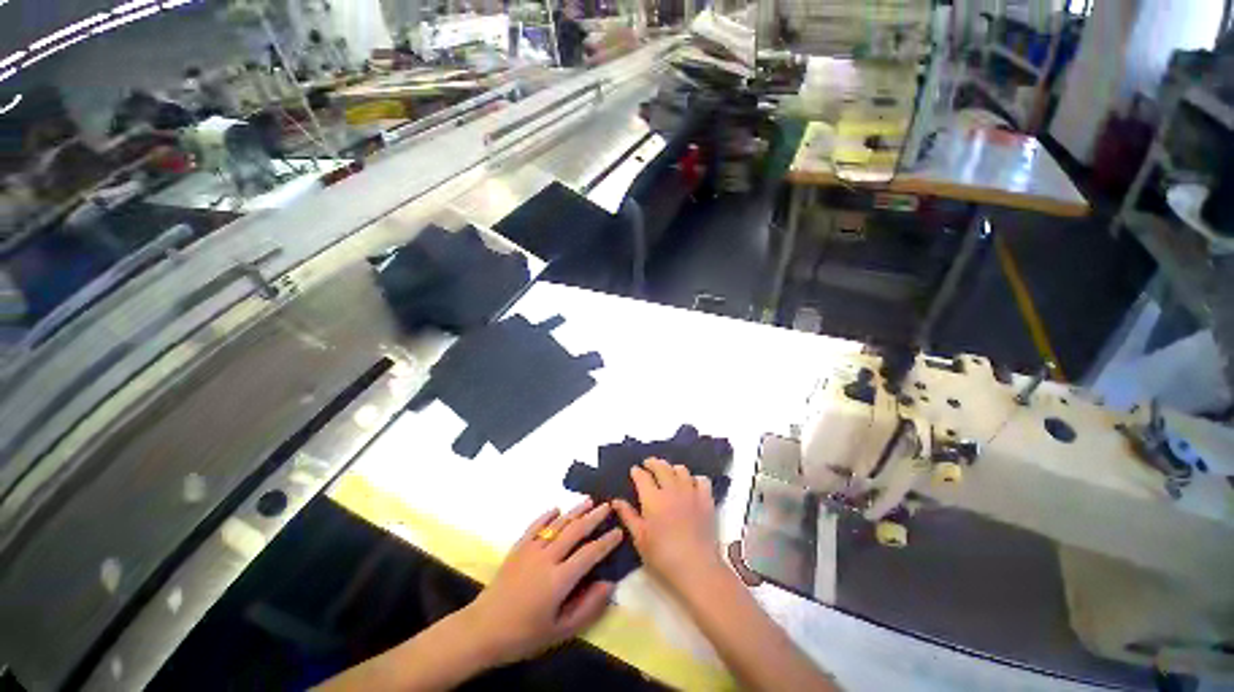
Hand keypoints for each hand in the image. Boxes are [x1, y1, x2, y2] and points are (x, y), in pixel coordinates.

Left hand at [460, 499, 623, 665]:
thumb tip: (608, 584)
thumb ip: (587, 608)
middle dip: (594, 517)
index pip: (589, 554)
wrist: (482, 629)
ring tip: (589, 501)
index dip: (606, 542)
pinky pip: (535, 525)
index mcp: (559, 579)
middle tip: (608, 506)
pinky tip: (556, 509)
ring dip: (575, 511)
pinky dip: (547, 515)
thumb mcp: (560, 631)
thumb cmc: (524, 635)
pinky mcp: (518, 547)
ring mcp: (531, 549)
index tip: (619, 531)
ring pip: (558, 524)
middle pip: (575, 531)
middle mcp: (547, 558)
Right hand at [612, 458, 724, 595]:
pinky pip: (701, 480)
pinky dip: (694, 479)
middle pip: (662, 467)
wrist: (696, 567)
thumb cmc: (662, 556)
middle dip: (653, 462)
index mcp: (653, 498)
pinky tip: (690, 485)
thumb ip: (628, 516)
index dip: (637, 471)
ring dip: (672, 468)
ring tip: (668, 473)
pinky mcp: (706, 500)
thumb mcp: (640, 538)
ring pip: (681, 470)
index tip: (634, 470)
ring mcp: (691, 492)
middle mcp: (671, 489)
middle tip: (648, 464)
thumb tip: (616, 501)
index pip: (642, 476)